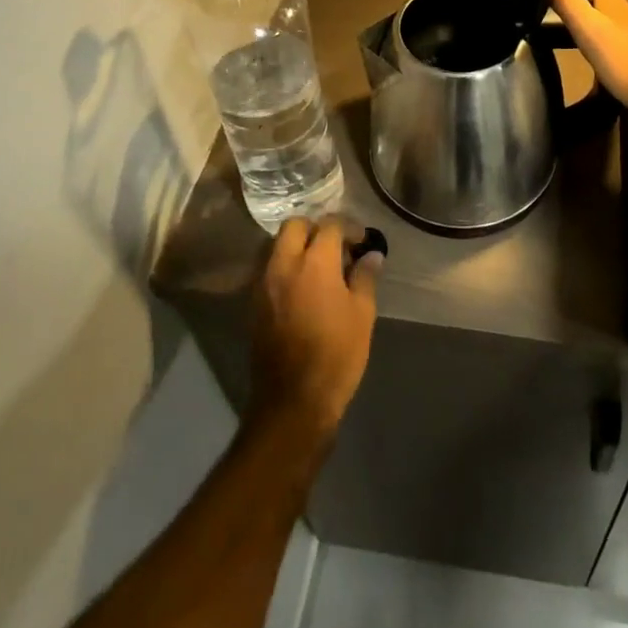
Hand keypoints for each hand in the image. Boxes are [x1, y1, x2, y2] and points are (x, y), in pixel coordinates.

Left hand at [248, 216, 381, 441]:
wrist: (293, 402)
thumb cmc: (336, 355)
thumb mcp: (362, 314)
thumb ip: (365, 277)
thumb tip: (372, 255)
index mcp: (314, 263)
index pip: (330, 225)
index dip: (349, 227)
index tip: (362, 240)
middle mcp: (284, 265)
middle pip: (295, 226)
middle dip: (317, 228)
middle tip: (337, 247)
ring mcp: (264, 284)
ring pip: (278, 246)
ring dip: (299, 247)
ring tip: (322, 268)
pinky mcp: (255, 304)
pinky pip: (271, 270)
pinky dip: (287, 267)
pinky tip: (305, 288)